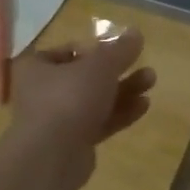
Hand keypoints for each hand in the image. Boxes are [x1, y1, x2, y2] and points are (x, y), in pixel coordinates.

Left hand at [5, 29, 153, 184]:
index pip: (67, 51)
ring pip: (95, 101)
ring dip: (123, 91)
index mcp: (37, 67)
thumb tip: (136, 32)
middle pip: (85, 77)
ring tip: (151, 82)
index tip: (117, 51)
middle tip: (144, 65)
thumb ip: (120, 49)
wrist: (52, 157)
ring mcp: (57, 120)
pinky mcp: (72, 144)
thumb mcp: (100, 66)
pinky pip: (98, 123)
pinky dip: (119, 114)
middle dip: (118, 71)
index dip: (94, 49)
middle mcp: (42, 92)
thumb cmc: (69, 98)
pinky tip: (143, 106)